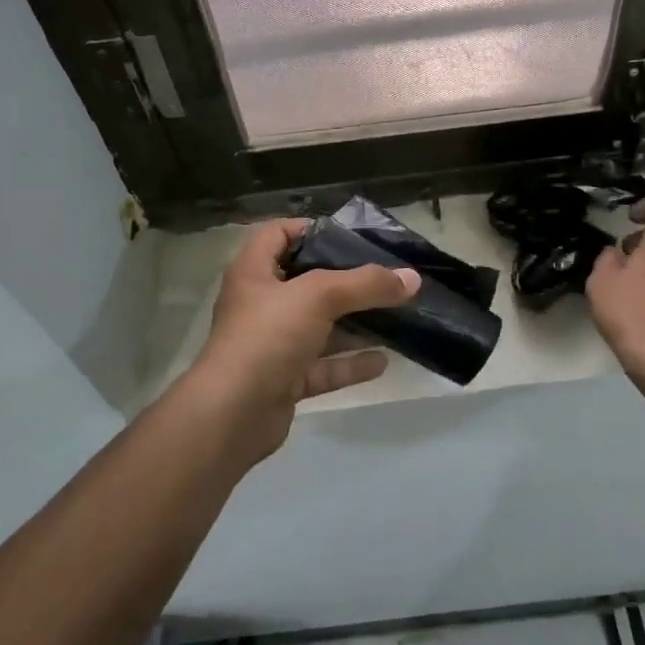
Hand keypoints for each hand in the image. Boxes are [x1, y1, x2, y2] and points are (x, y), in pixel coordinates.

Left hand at [181, 219, 419, 457]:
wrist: (232, 415)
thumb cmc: (267, 337)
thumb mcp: (318, 297)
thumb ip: (365, 284)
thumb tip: (412, 278)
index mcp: (254, 272)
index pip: (278, 234)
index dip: (310, 228)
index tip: (350, 235)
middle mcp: (261, 305)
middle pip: (306, 282)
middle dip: (346, 280)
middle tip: (386, 276)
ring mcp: (272, 345)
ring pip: (319, 327)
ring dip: (353, 324)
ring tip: (394, 316)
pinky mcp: (284, 381)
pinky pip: (322, 366)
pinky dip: (350, 363)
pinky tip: (383, 361)